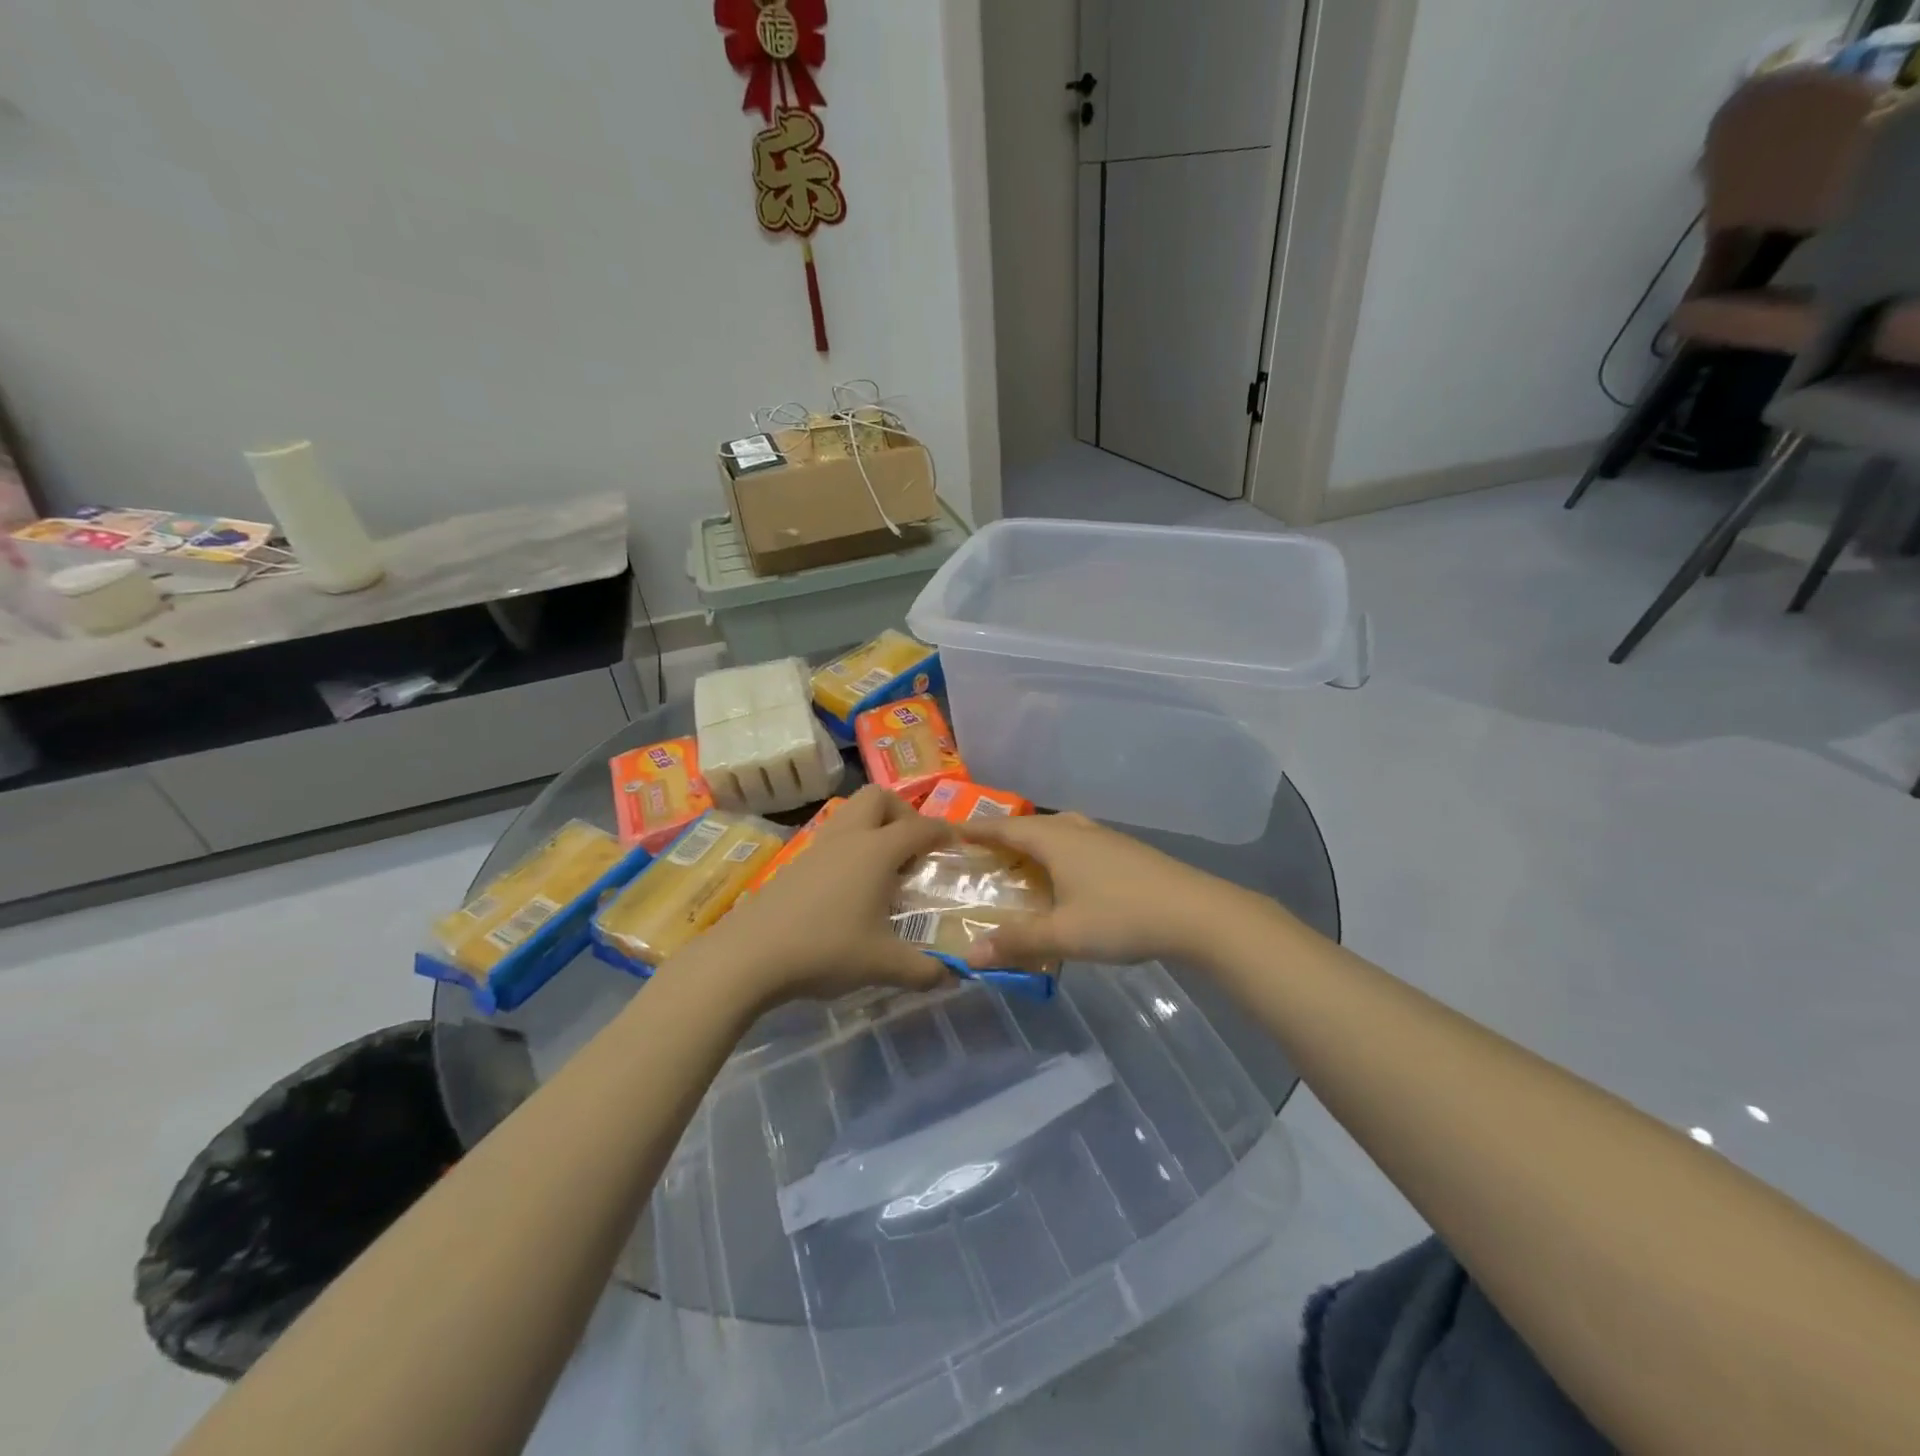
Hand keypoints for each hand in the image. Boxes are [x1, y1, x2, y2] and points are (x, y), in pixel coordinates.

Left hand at [682, 786, 956, 1007]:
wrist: (749, 956)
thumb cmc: (826, 950)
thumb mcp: (883, 965)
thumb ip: (924, 970)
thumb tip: (953, 976)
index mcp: (877, 851)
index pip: (921, 827)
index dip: (944, 832)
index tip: (958, 843)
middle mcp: (849, 837)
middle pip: (879, 798)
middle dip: (904, 813)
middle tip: (913, 849)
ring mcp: (817, 847)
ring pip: (851, 813)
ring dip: (874, 827)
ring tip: (884, 868)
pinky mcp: (795, 863)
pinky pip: (833, 837)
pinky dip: (851, 847)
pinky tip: (851, 888)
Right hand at [959, 813, 1255, 970]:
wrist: (1197, 913)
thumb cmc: (1122, 917)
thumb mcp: (1064, 934)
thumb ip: (1017, 942)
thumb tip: (970, 955)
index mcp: (1055, 840)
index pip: (1004, 827)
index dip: (976, 829)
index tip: (950, 831)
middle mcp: (1077, 829)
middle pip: (1031, 825)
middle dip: (1004, 835)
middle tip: (981, 852)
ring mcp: (1105, 838)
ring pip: (1059, 831)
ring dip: (1035, 842)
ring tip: (1021, 860)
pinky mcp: (1126, 851)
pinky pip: (1079, 842)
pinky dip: (1060, 852)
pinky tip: (1068, 875)